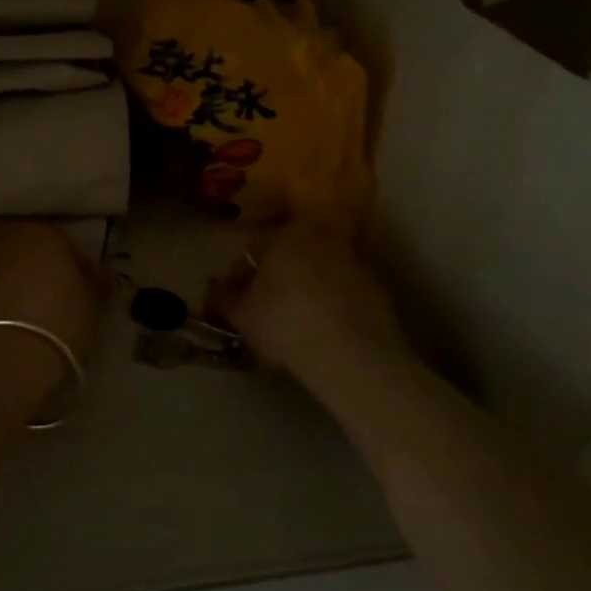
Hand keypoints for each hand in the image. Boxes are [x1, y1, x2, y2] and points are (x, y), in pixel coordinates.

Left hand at [0, 223, 105, 412]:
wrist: (8, 358)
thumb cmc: (61, 321)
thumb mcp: (92, 304)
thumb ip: (96, 283)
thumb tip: (98, 276)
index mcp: (45, 232)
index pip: (70, 246)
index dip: (82, 270)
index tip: (91, 292)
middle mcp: (11, 238)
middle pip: (35, 252)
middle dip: (47, 270)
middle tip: (62, 298)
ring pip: (12, 268)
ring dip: (23, 283)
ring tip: (38, 312)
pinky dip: (5, 299)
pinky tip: (17, 322)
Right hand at [211, 225, 404, 384]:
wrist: (353, 355)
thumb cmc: (285, 324)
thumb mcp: (241, 316)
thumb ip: (222, 297)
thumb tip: (213, 287)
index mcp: (284, 235)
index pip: (252, 248)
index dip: (240, 277)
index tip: (237, 303)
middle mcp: (321, 238)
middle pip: (289, 257)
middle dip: (276, 280)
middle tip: (265, 312)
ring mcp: (353, 263)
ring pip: (317, 274)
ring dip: (305, 292)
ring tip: (295, 326)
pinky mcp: (377, 291)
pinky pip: (342, 294)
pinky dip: (331, 307)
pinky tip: (324, 335)